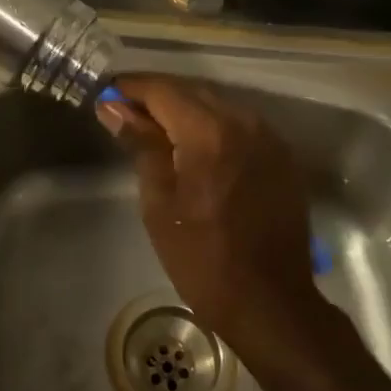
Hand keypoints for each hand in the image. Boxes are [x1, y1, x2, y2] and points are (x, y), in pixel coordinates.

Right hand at [98, 75, 325, 358]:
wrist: (271, 303)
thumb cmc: (203, 259)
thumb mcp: (160, 203)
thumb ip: (141, 145)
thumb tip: (114, 107)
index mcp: (210, 132)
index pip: (163, 90)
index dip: (132, 87)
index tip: (107, 92)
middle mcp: (244, 121)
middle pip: (193, 91)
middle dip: (158, 96)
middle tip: (125, 110)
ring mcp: (269, 137)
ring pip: (219, 104)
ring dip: (186, 108)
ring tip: (156, 127)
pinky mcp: (282, 155)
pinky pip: (241, 124)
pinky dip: (214, 125)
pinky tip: (196, 145)